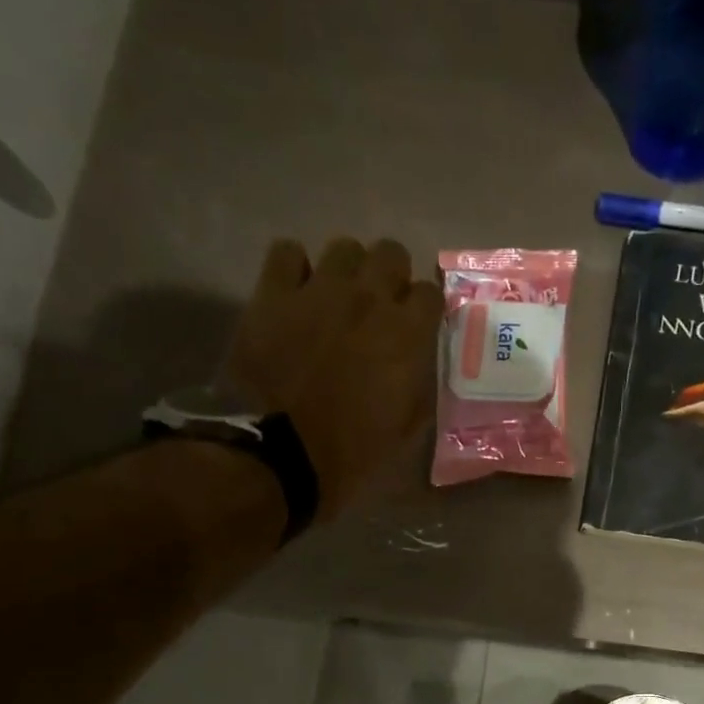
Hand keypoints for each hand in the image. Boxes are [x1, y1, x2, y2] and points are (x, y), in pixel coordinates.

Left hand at [224, 238, 442, 520]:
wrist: (278, 456)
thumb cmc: (350, 454)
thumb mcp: (405, 432)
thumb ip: (419, 390)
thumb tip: (419, 369)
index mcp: (406, 336)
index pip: (431, 293)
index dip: (425, 309)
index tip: (418, 326)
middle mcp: (368, 300)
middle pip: (391, 253)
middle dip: (391, 276)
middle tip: (380, 307)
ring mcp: (318, 291)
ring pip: (344, 247)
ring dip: (348, 270)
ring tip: (338, 298)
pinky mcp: (272, 293)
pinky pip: (287, 252)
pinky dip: (295, 268)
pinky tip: (296, 291)